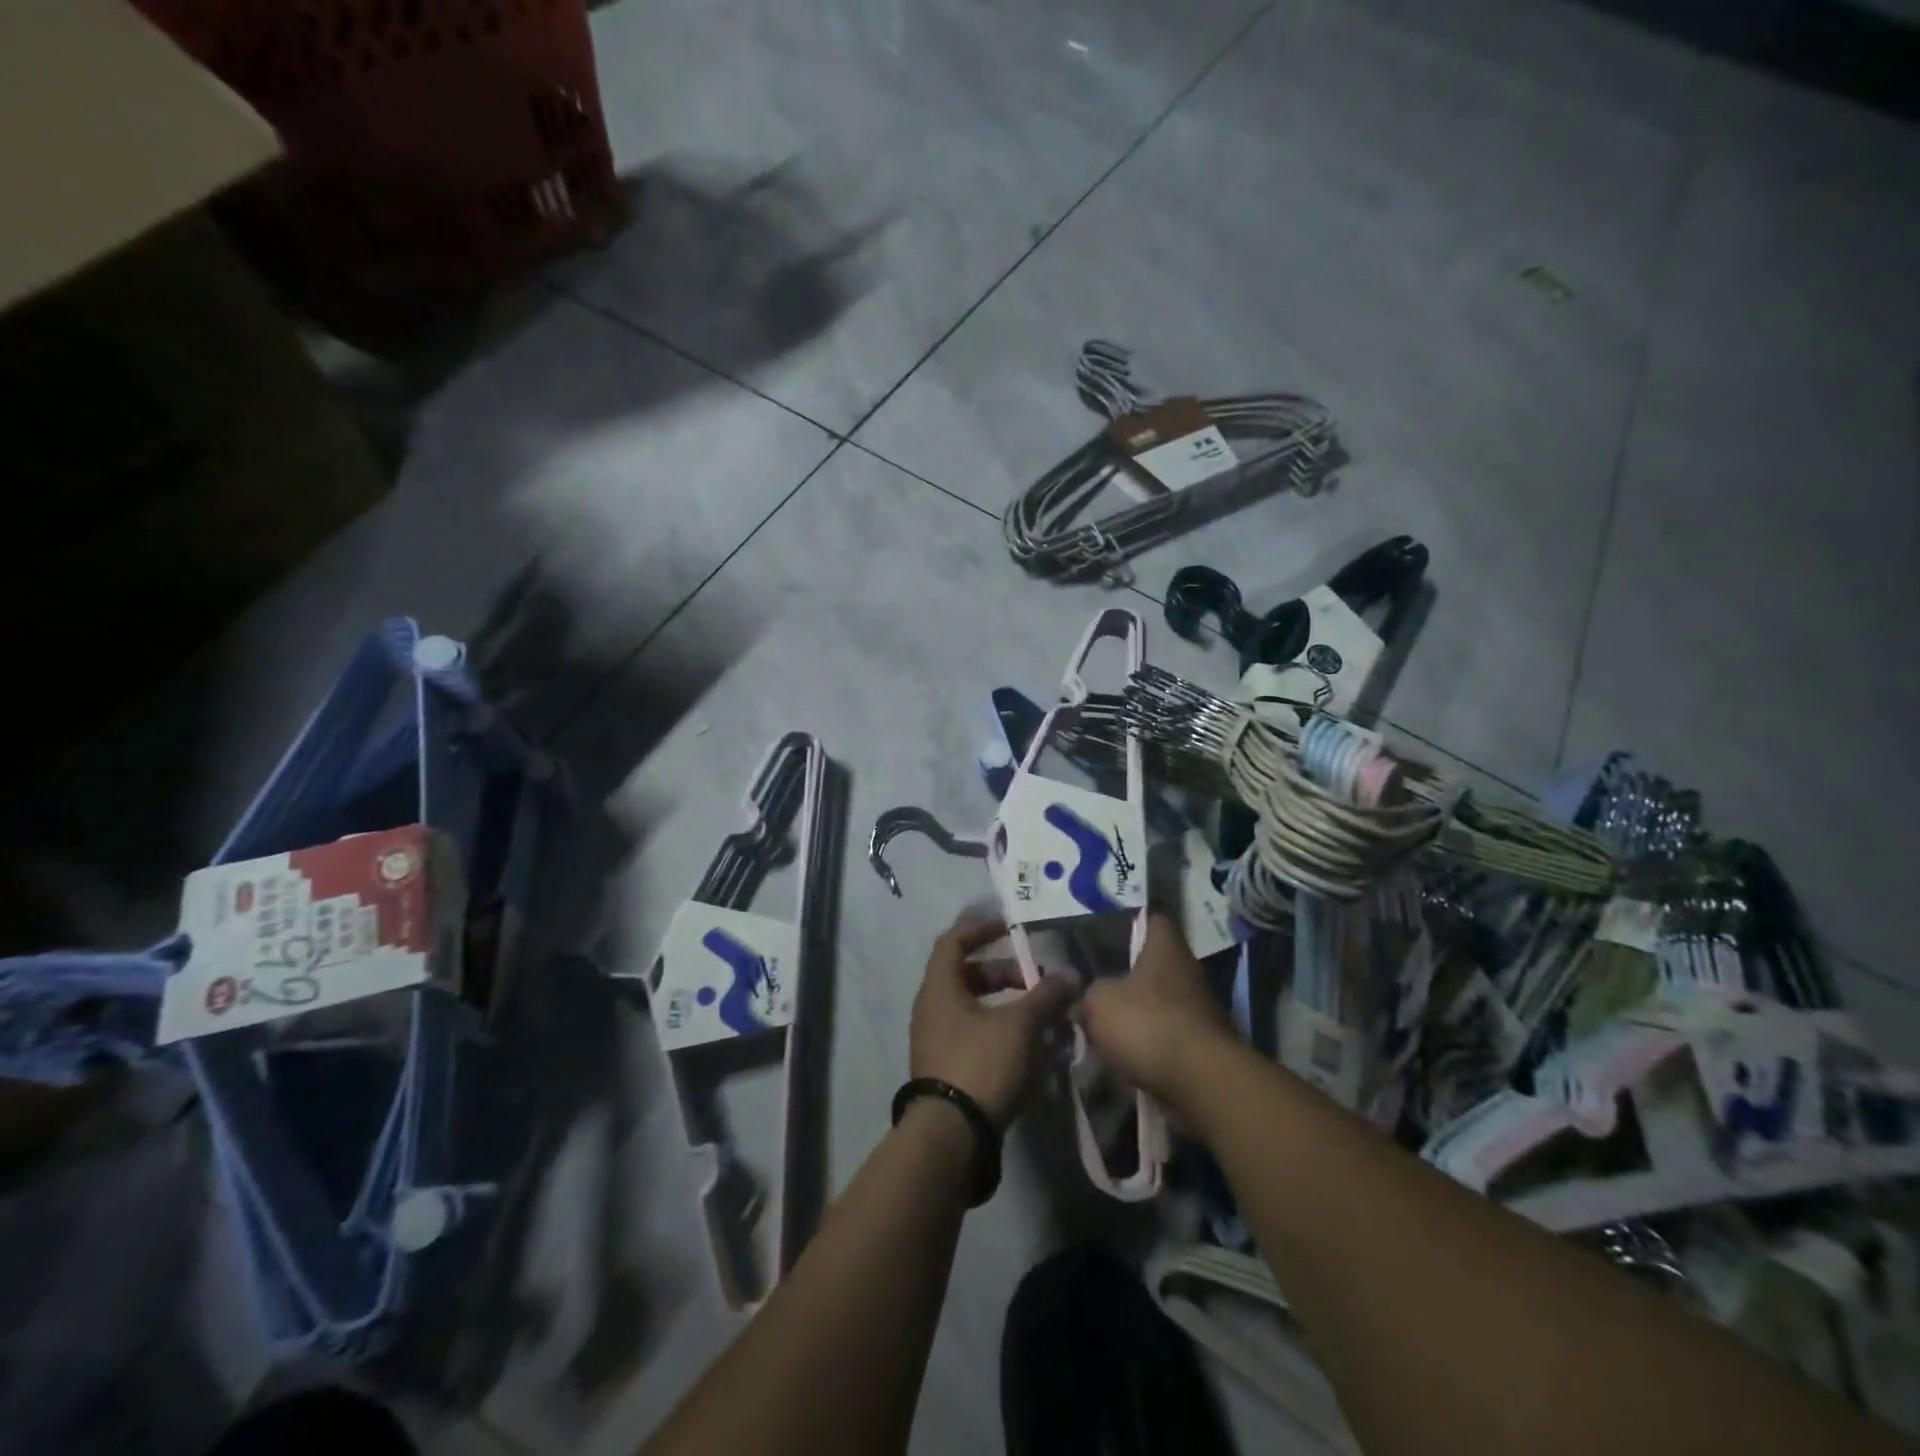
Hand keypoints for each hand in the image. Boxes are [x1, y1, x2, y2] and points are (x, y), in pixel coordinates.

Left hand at [910, 918, 1077, 1130]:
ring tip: (1035, 1015)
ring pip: (969, 1007)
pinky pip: (969, 1033)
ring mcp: (934, 1040)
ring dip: (1001, 1004)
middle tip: (1032, 981)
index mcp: (939, 987)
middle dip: (1000, 972)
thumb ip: (1045, 997)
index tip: (1008, 927)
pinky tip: (1024, 1047)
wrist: (951, 1137)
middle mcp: (930, 1008)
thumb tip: (1070, 975)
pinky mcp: (943, 1068)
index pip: (953, 942)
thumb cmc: (980, 1065)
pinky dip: (995, 1029)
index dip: (980, 929)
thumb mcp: (1020, 1026)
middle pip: (964, 975)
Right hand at [1076, 913, 1232, 1110]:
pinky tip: (1124, 1060)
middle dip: (1129, 979)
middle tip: (1096, 988)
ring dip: (1138, 1018)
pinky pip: (1167, 1040)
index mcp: (1166, 949)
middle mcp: (1189, 973)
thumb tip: (1084, 1002)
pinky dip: (1149, 1049)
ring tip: (1104, 1031)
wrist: (1200, 1083)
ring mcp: (1201, 1012)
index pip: (1155, 920)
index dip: (1135, 923)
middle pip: (1155, 967)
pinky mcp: (1203, 1049)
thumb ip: (1088, 995)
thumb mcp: (1099, 1002)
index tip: (1111, 932)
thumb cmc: (1147, 1024)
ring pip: (1160, 1006)